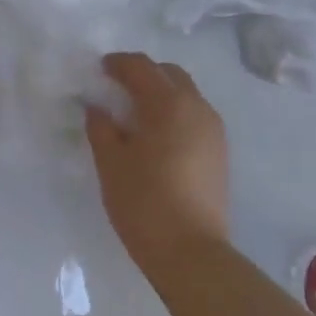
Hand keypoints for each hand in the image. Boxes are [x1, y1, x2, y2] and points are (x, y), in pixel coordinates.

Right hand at [85, 52, 230, 280]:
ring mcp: (214, 130)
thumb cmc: (143, 202)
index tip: (99, 70)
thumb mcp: (110, 163)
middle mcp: (197, 107)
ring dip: (161, 93)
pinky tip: (156, 136)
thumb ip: (100, 127)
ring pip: (186, 94)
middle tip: (117, 88)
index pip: (141, 67)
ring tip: (135, 113)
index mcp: (168, 104)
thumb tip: (96, 107)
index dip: (118, 63)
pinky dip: (174, 113)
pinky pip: (194, 116)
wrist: (191, 251)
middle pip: (169, 74)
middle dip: (143, 74)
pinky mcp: (220, 151)